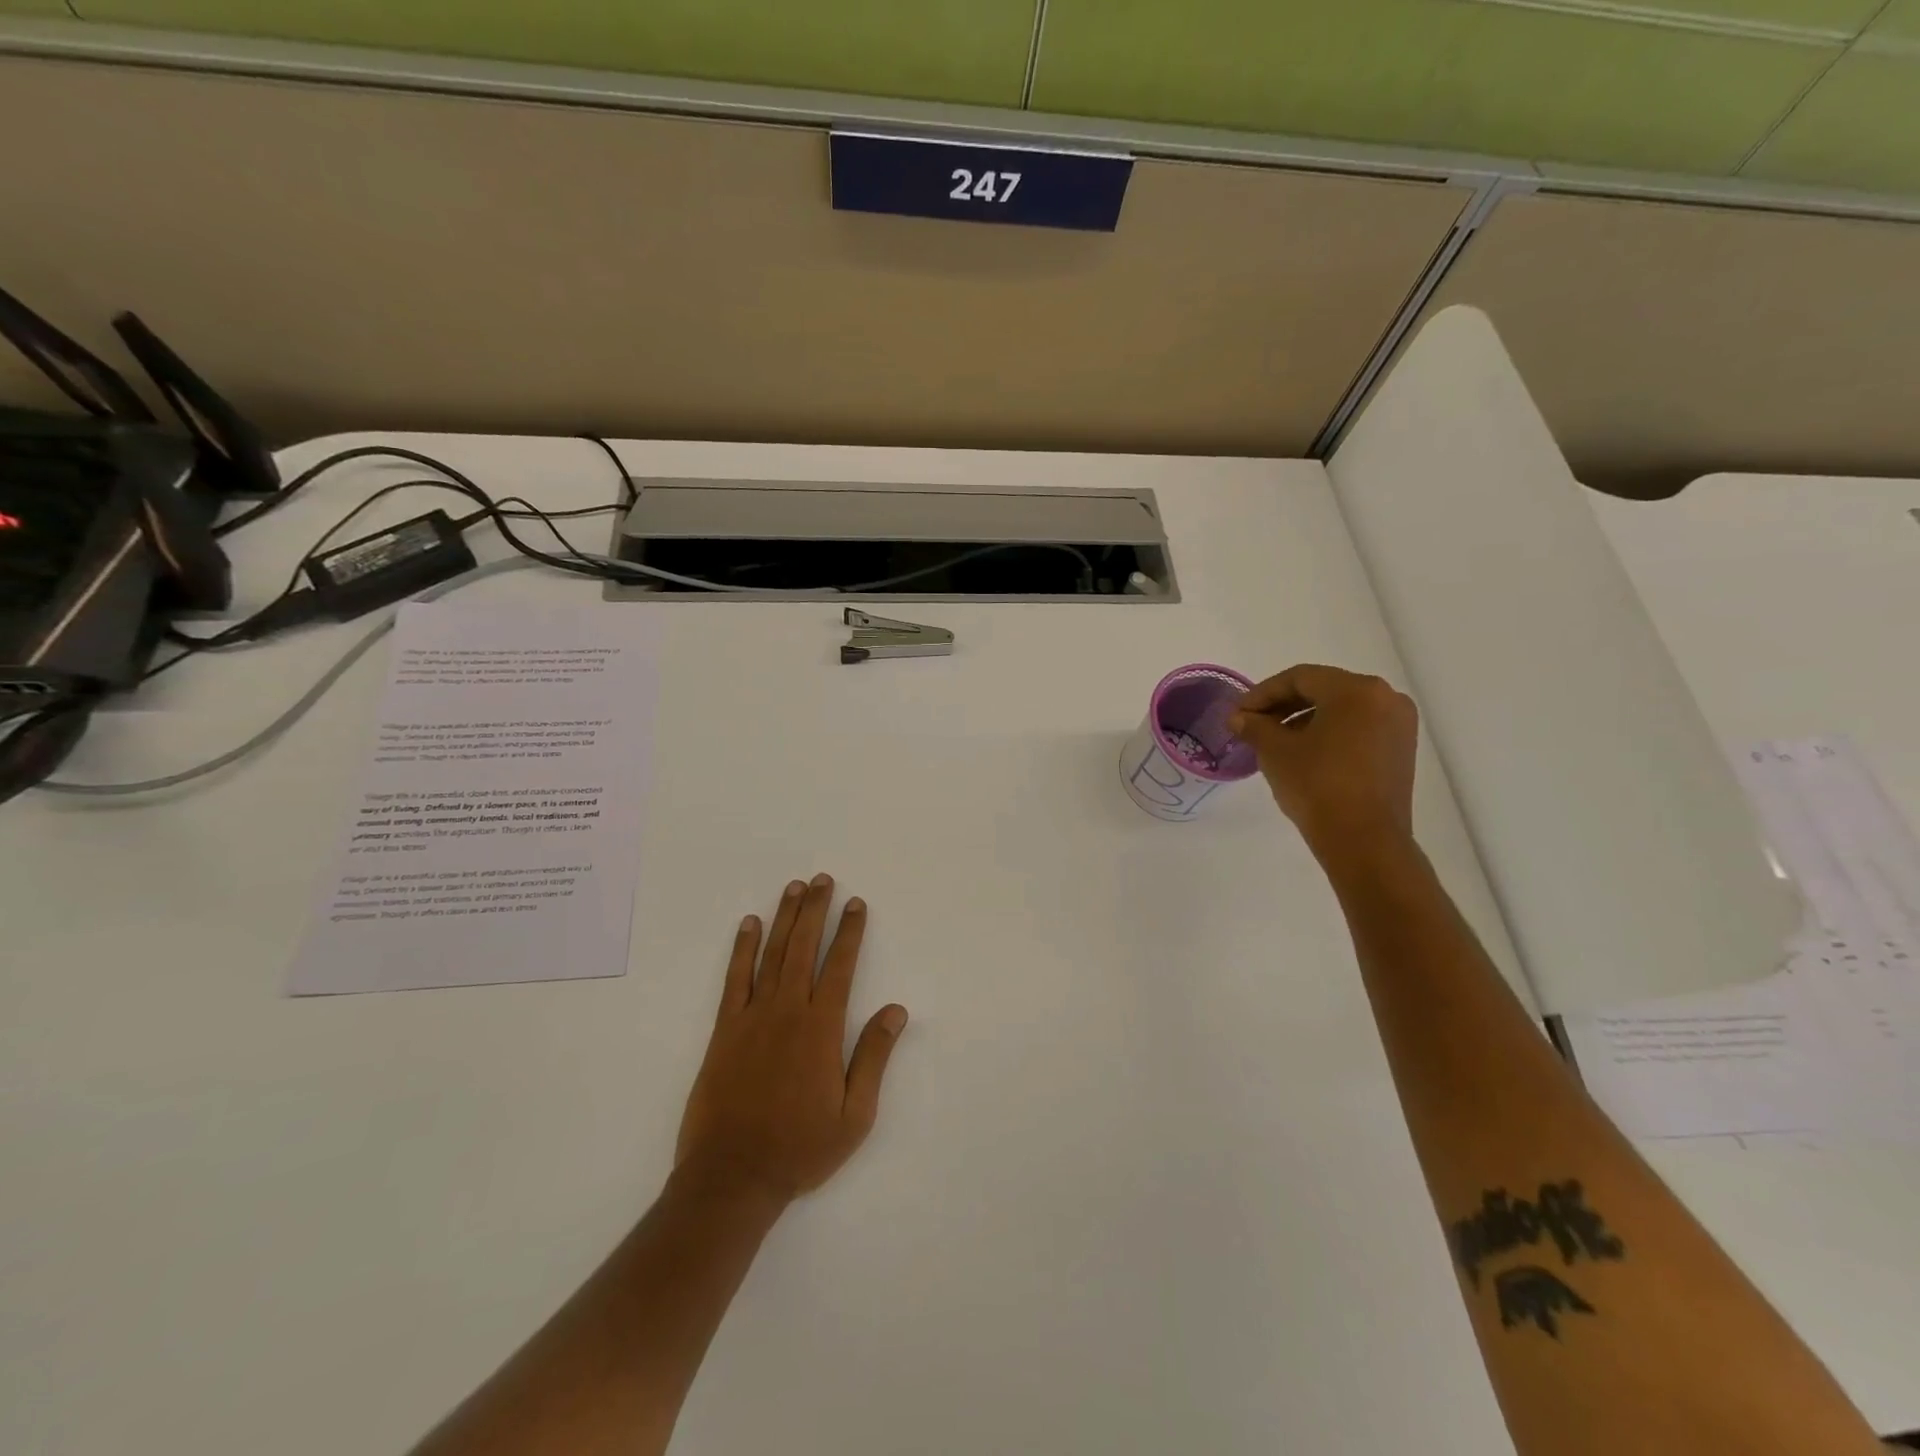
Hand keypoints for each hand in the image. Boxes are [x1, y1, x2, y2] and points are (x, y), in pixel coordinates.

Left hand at [676, 874, 908, 1205]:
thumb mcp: (854, 1115)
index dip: (850, 932)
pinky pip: (735, 978)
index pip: (841, 966)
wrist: (732, 1177)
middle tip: (822, 880)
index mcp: (822, 1028)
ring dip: (784, 918)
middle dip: (815, 910)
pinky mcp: (725, 1029)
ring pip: (772, 954)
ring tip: (793, 888)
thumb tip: (896, 1010)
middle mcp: (788, 1011)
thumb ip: (874, 1057)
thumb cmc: (800, 1149)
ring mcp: (753, 1017)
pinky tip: (748, 925)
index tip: (856, 903)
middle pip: (804, 947)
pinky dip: (742, 948)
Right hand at [1228, 664, 1418, 856]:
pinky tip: (1303, 753)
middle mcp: (1385, 698)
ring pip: (1341, 709)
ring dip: (1304, 719)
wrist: (1363, 840)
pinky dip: (1328, 733)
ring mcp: (1398, 725)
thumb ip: (1255, 726)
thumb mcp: (1275, 751)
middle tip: (1252, 724)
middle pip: (1323, 690)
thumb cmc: (1317, 785)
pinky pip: (1358, 728)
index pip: (1300, 678)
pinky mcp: (1401, 750)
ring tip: (1274, 741)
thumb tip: (1239, 718)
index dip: (1262, 693)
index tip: (1238, 713)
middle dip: (1283, 705)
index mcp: (1356, 690)